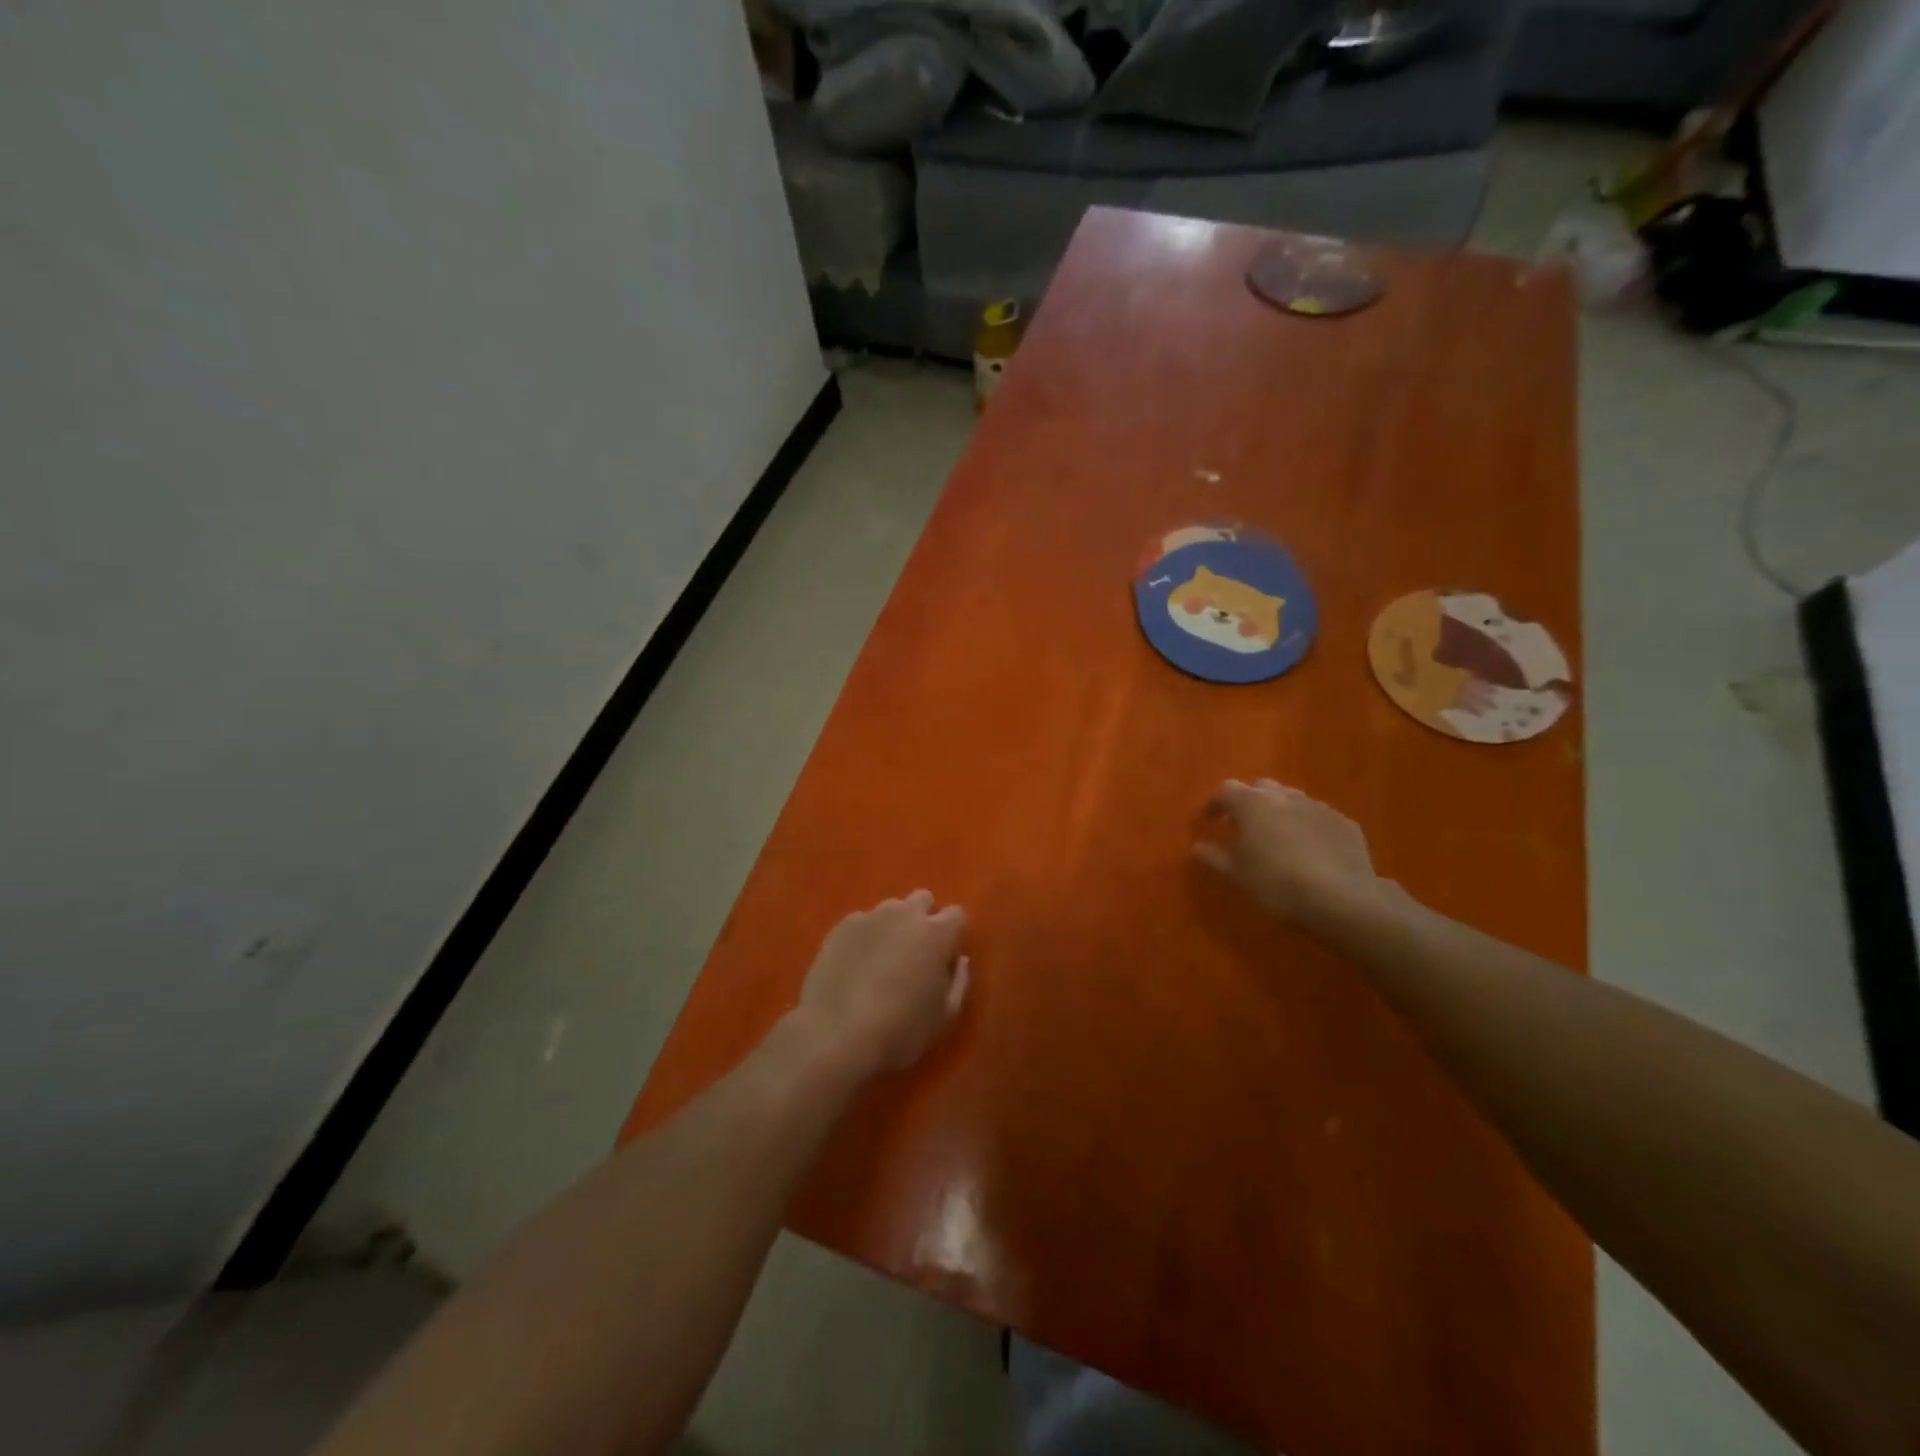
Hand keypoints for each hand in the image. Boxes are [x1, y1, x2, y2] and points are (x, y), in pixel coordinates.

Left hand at [797, 891, 968, 1076]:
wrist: (836, 1035)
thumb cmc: (901, 1030)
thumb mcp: (944, 1016)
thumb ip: (958, 981)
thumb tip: (960, 960)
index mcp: (936, 934)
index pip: (956, 914)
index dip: (953, 933)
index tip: (945, 955)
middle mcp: (905, 915)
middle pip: (922, 899)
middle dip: (924, 918)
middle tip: (916, 952)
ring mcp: (870, 917)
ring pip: (890, 909)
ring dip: (893, 925)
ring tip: (882, 958)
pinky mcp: (841, 927)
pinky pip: (861, 922)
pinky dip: (864, 936)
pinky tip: (855, 964)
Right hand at [1193, 779, 1388, 933]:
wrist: (1342, 899)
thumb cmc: (1277, 884)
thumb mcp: (1235, 876)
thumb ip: (1212, 857)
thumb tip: (1197, 846)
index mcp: (1252, 804)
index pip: (1226, 790)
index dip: (1216, 804)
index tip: (1210, 820)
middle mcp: (1284, 796)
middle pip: (1261, 788)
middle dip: (1250, 802)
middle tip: (1244, 825)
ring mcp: (1318, 807)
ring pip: (1292, 799)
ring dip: (1280, 811)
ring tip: (1278, 836)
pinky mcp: (1344, 823)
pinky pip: (1318, 817)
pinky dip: (1307, 826)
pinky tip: (1310, 849)